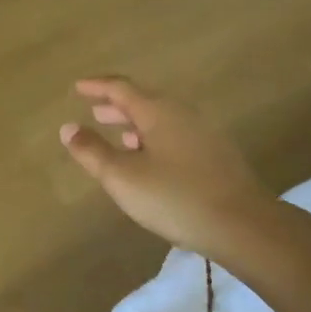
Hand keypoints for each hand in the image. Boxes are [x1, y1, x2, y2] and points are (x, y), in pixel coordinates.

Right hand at [60, 77, 275, 258]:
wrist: (242, 224)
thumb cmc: (174, 197)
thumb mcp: (122, 177)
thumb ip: (92, 151)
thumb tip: (68, 128)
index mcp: (158, 111)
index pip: (121, 88)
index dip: (97, 86)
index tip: (78, 87)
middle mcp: (182, 114)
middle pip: (144, 101)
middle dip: (116, 106)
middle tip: (95, 111)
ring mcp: (203, 133)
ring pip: (162, 119)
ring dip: (136, 124)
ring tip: (118, 137)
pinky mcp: (216, 155)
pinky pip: (176, 135)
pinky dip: (154, 138)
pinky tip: (150, 161)